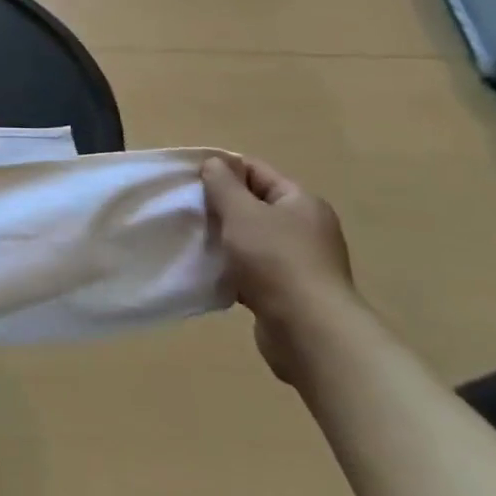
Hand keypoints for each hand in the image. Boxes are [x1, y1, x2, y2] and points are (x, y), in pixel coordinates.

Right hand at [201, 154, 353, 383]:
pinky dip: (232, 268)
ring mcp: (298, 262)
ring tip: (192, 239)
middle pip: (254, 205)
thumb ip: (224, 185)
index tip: (188, 178)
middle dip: (220, 206)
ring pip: (251, 239)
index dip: (223, 169)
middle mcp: (305, 228)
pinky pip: (252, 270)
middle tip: (186, 209)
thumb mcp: (242, 213)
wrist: (310, 331)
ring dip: (224, 239)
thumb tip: (214, 163)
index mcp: (301, 202)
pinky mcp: (287, 291)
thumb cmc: (276, 260)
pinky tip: (209, 272)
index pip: (257, 171)